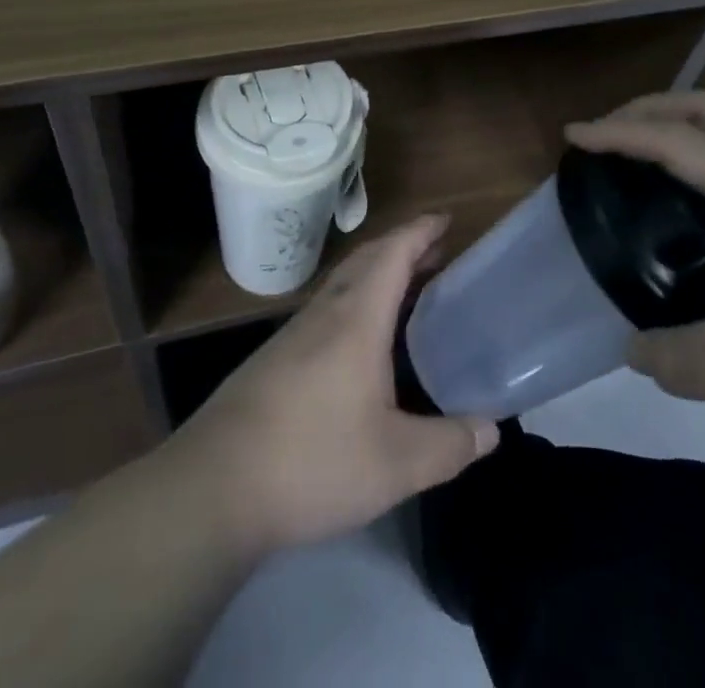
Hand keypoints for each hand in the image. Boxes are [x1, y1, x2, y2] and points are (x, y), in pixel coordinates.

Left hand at [163, 214, 499, 554]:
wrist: (212, 487)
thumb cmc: (311, 462)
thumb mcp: (396, 464)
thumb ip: (449, 445)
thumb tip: (492, 429)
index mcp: (357, 319)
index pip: (393, 254)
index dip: (421, 231)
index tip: (447, 219)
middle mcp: (325, 313)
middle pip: (368, 259)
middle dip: (404, 247)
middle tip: (438, 252)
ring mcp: (294, 334)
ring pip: (344, 284)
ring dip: (378, 273)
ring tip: (409, 291)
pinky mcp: (275, 359)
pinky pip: (328, 309)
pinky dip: (357, 301)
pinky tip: (363, 342)